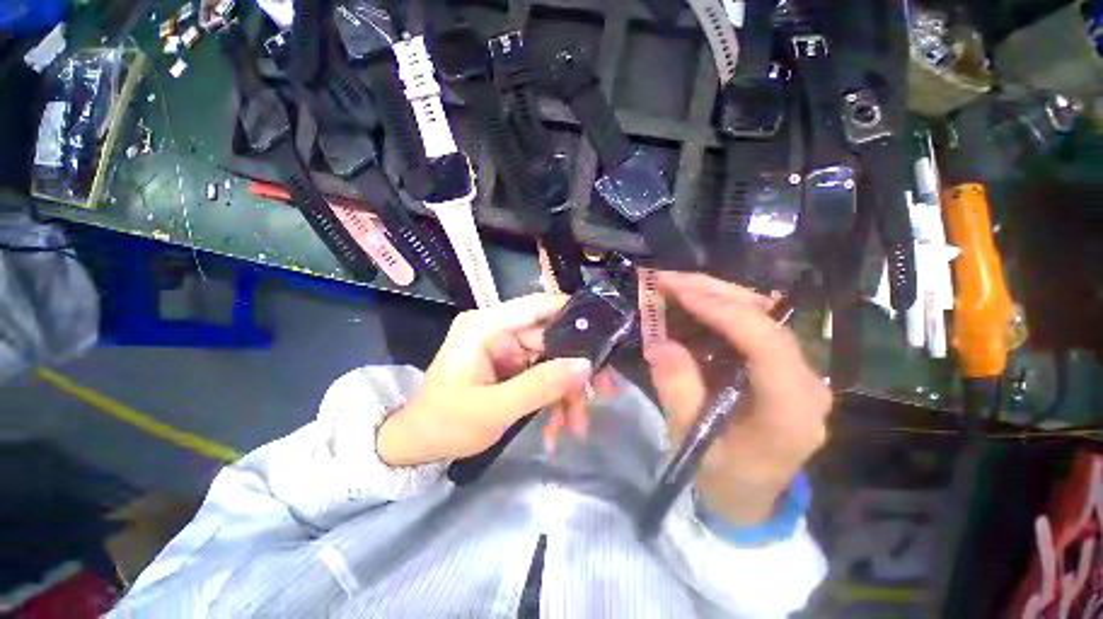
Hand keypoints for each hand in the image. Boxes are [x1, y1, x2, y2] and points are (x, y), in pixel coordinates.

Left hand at [378, 294, 604, 465]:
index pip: (536, 306)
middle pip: (551, 339)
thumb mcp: (494, 409)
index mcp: (486, 326)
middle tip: (605, 392)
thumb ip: (540, 386)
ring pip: (551, 361)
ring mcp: (505, 350)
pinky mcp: (509, 368)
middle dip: (575, 370)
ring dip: (565, 393)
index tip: (605, 330)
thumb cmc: (445, 424)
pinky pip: (541, 376)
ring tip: (576, 427)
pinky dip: (551, 400)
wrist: (417, 446)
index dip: (572, 312)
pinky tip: (555, 429)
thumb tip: (585, 366)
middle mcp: (498, 331)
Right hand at [646, 272, 831, 525]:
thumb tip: (660, 342)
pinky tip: (689, 303)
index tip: (681, 294)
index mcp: (791, 409)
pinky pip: (750, 323)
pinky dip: (716, 307)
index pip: (768, 344)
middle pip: (765, 318)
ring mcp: (797, 368)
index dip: (725, 312)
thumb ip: (677, 391)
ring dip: (712, 293)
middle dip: (712, 292)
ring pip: (759, 313)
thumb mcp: (692, 441)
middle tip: (666, 280)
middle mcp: (806, 380)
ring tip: (672, 286)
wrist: (750, 495)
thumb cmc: (724, 477)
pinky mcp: (780, 363)